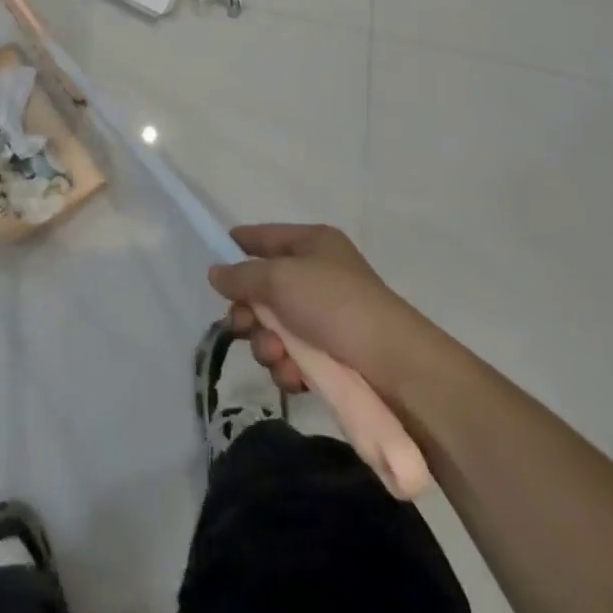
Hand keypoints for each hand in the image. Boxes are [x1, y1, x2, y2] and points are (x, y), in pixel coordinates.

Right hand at [209, 224, 431, 397]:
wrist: (399, 370)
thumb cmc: (336, 306)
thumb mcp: (281, 278)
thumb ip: (242, 275)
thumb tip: (216, 273)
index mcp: (312, 243)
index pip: (264, 236)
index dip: (237, 245)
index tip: (213, 263)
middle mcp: (318, 275)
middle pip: (264, 288)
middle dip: (249, 310)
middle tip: (243, 325)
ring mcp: (326, 319)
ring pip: (274, 328)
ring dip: (266, 343)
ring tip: (276, 355)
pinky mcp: (333, 358)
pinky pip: (293, 357)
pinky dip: (287, 366)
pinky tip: (293, 376)